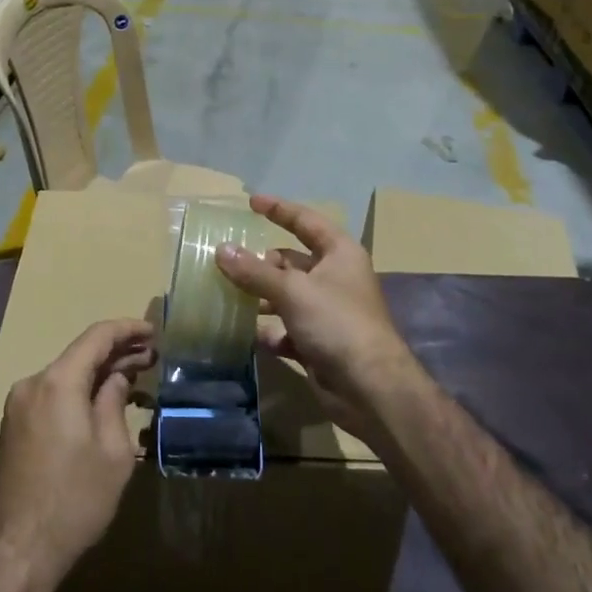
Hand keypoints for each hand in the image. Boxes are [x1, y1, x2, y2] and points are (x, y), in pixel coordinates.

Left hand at [0, 318, 154, 590]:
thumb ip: (114, 403)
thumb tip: (117, 378)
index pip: (97, 337)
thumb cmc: (74, 501)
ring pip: (66, 374)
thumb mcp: (112, 452)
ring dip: (98, 372)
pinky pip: (54, 393)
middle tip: (152, 358)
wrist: (16, 553)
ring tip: (133, 377)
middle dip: (117, 352)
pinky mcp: (15, 426)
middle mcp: (33, 383)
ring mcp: (19, 404)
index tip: (154, 332)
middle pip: (80, 354)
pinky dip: (80, 390)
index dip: (128, 330)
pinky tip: (102, 401)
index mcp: (58, 381)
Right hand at [215, 195, 420, 441]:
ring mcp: (327, 311)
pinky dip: (269, 330)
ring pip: (286, 295)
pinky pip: (287, 328)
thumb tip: (221, 250)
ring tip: (227, 295)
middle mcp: (335, 277)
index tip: (251, 202)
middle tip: (227, 260)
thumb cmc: (337, 323)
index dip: (279, 209)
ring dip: (261, 296)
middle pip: (292, 260)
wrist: (371, 389)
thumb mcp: (292, 291)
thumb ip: (254, 271)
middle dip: (261, 261)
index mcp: (339, 253)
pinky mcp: (319, 342)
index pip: (305, 221)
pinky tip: (247, 334)